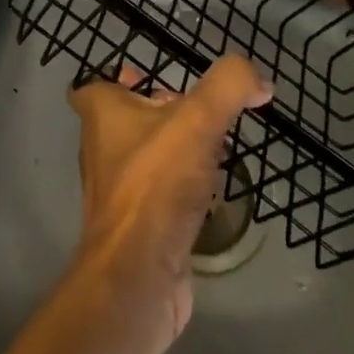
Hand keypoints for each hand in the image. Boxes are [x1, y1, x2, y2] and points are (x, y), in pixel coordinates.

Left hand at [67, 55, 271, 349]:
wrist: (138, 275)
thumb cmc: (156, 184)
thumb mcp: (198, 120)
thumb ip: (228, 86)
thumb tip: (258, 79)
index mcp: (101, 113)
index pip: (96, 85)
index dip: (120, 79)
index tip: (149, 78)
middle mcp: (100, 146)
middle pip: (128, 118)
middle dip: (161, 112)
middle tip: (199, 113)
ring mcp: (116, 190)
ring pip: (145, 156)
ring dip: (175, 152)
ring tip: (212, 150)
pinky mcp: (135, 226)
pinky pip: (158, 194)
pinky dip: (181, 190)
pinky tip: (208, 194)